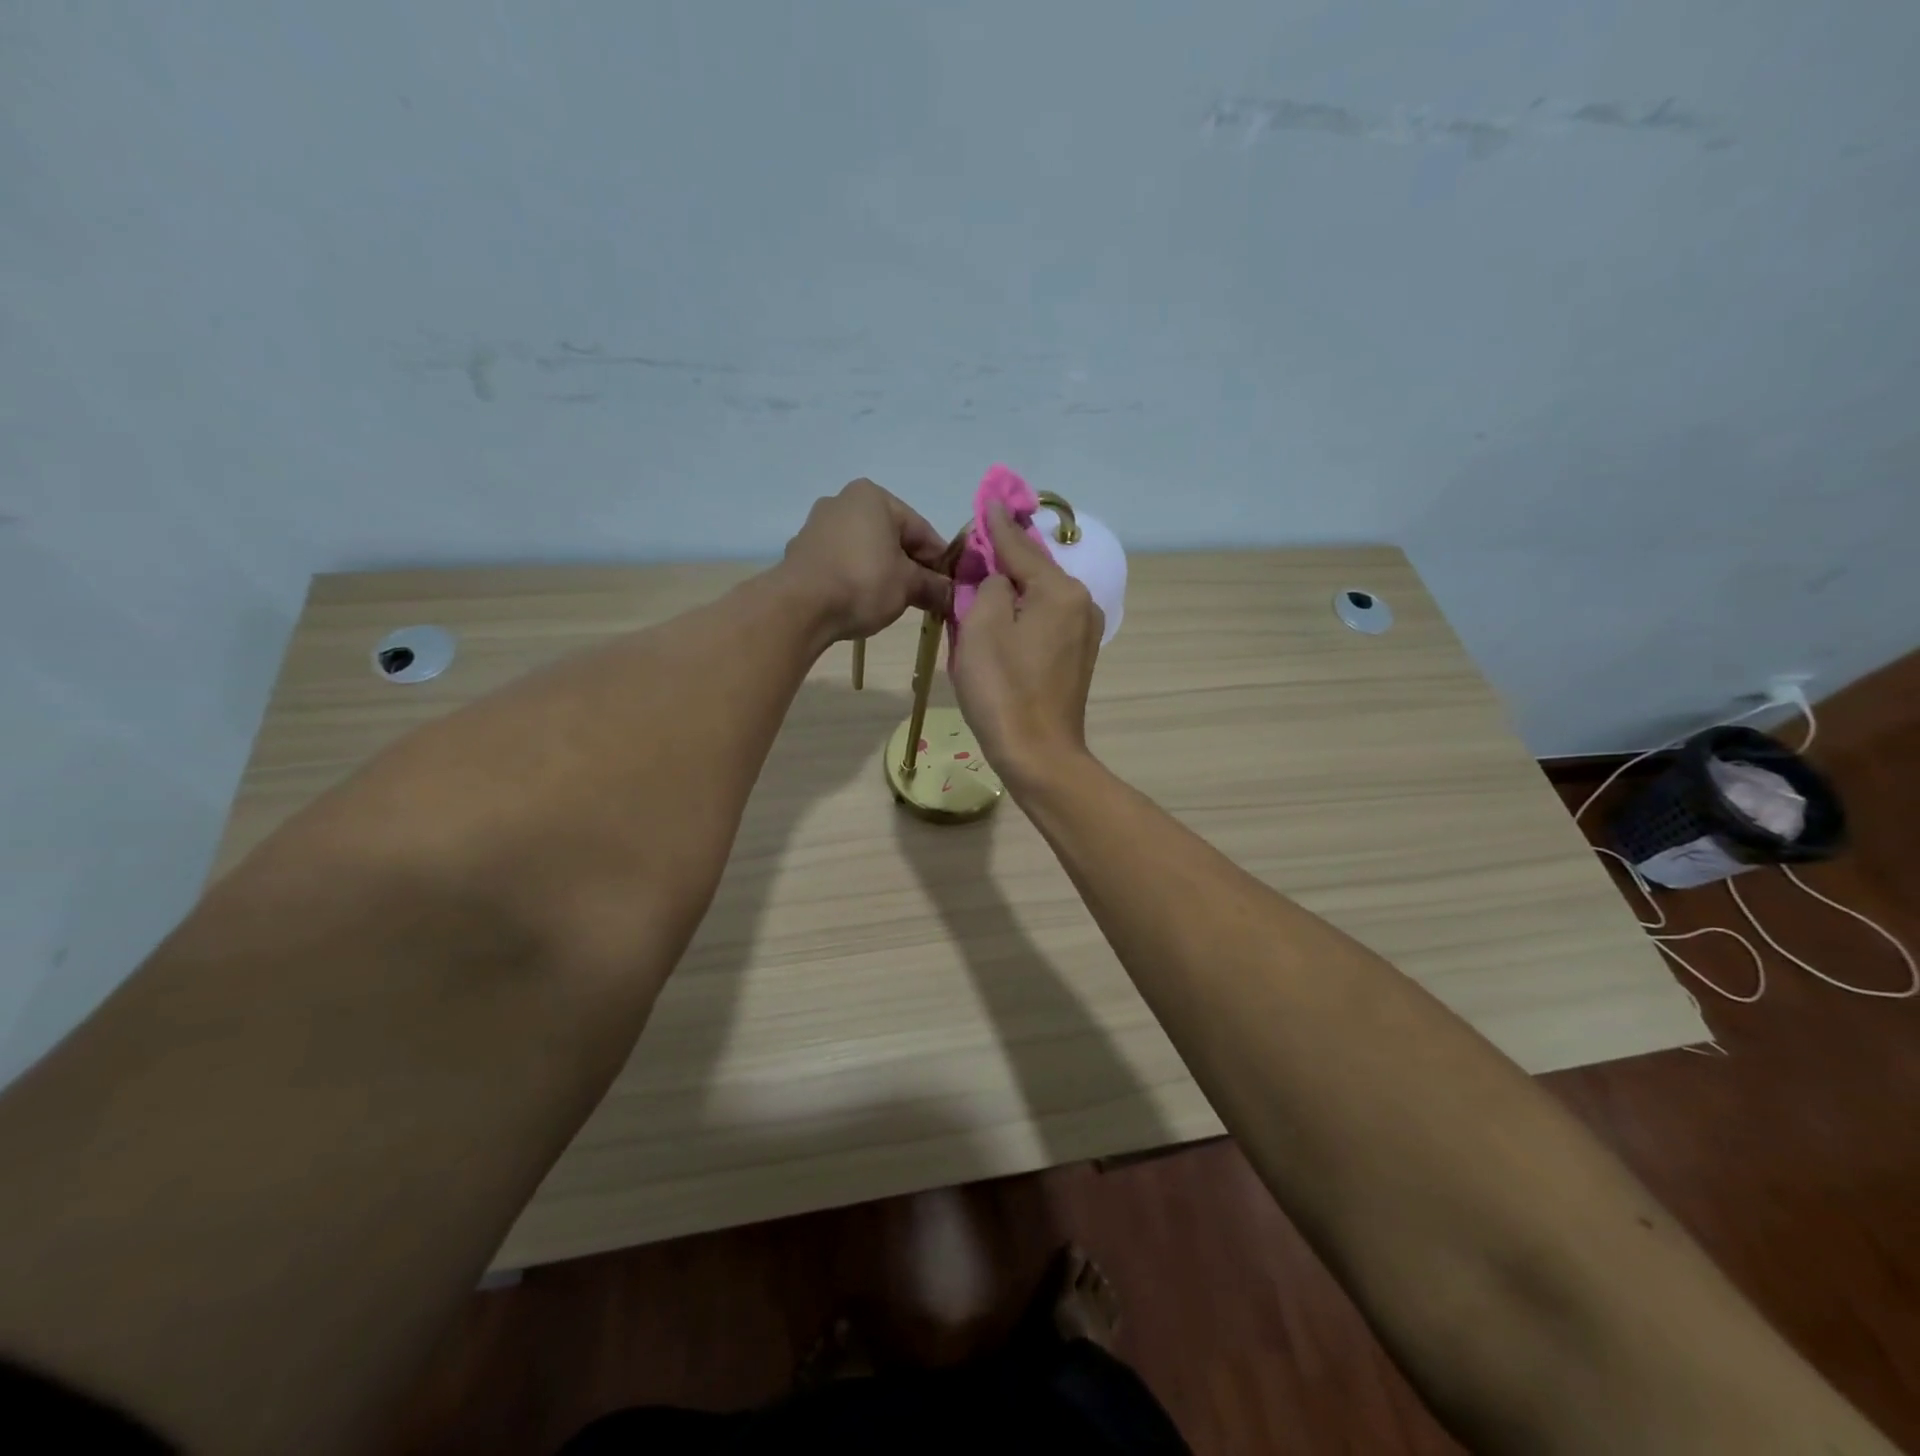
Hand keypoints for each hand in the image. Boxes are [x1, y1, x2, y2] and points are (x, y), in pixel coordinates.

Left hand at [780, 479, 952, 642]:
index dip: (939, 561)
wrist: (800, 607)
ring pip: (865, 550)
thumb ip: (934, 587)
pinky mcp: (801, 552)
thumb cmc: (863, 583)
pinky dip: (856, 578)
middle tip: (924, 597)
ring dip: (883, 573)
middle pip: (892, 537)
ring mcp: (817, 526)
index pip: (921, 529)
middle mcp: (843, 501)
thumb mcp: (908, 586)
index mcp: (874, 497)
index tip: (949, 587)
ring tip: (894, 602)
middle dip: (909, 566)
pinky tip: (862, 601)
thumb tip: (951, 595)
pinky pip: (841, 563)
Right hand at [950, 502, 1104, 791]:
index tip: (986, 499)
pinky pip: (1045, 619)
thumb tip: (997, 572)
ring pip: (1039, 596)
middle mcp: (1080, 603)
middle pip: (1033, 569)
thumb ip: (989, 583)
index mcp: (1059, 590)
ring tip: (982, 582)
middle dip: (1003, 559)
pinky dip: (1022, 613)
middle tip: (974, 547)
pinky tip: (1002, 618)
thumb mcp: (982, 627)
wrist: (1038, 754)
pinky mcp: (1077, 656)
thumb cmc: (1003, 690)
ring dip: (1011, 588)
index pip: (1020, 547)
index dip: (996, 525)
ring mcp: (1083, 631)